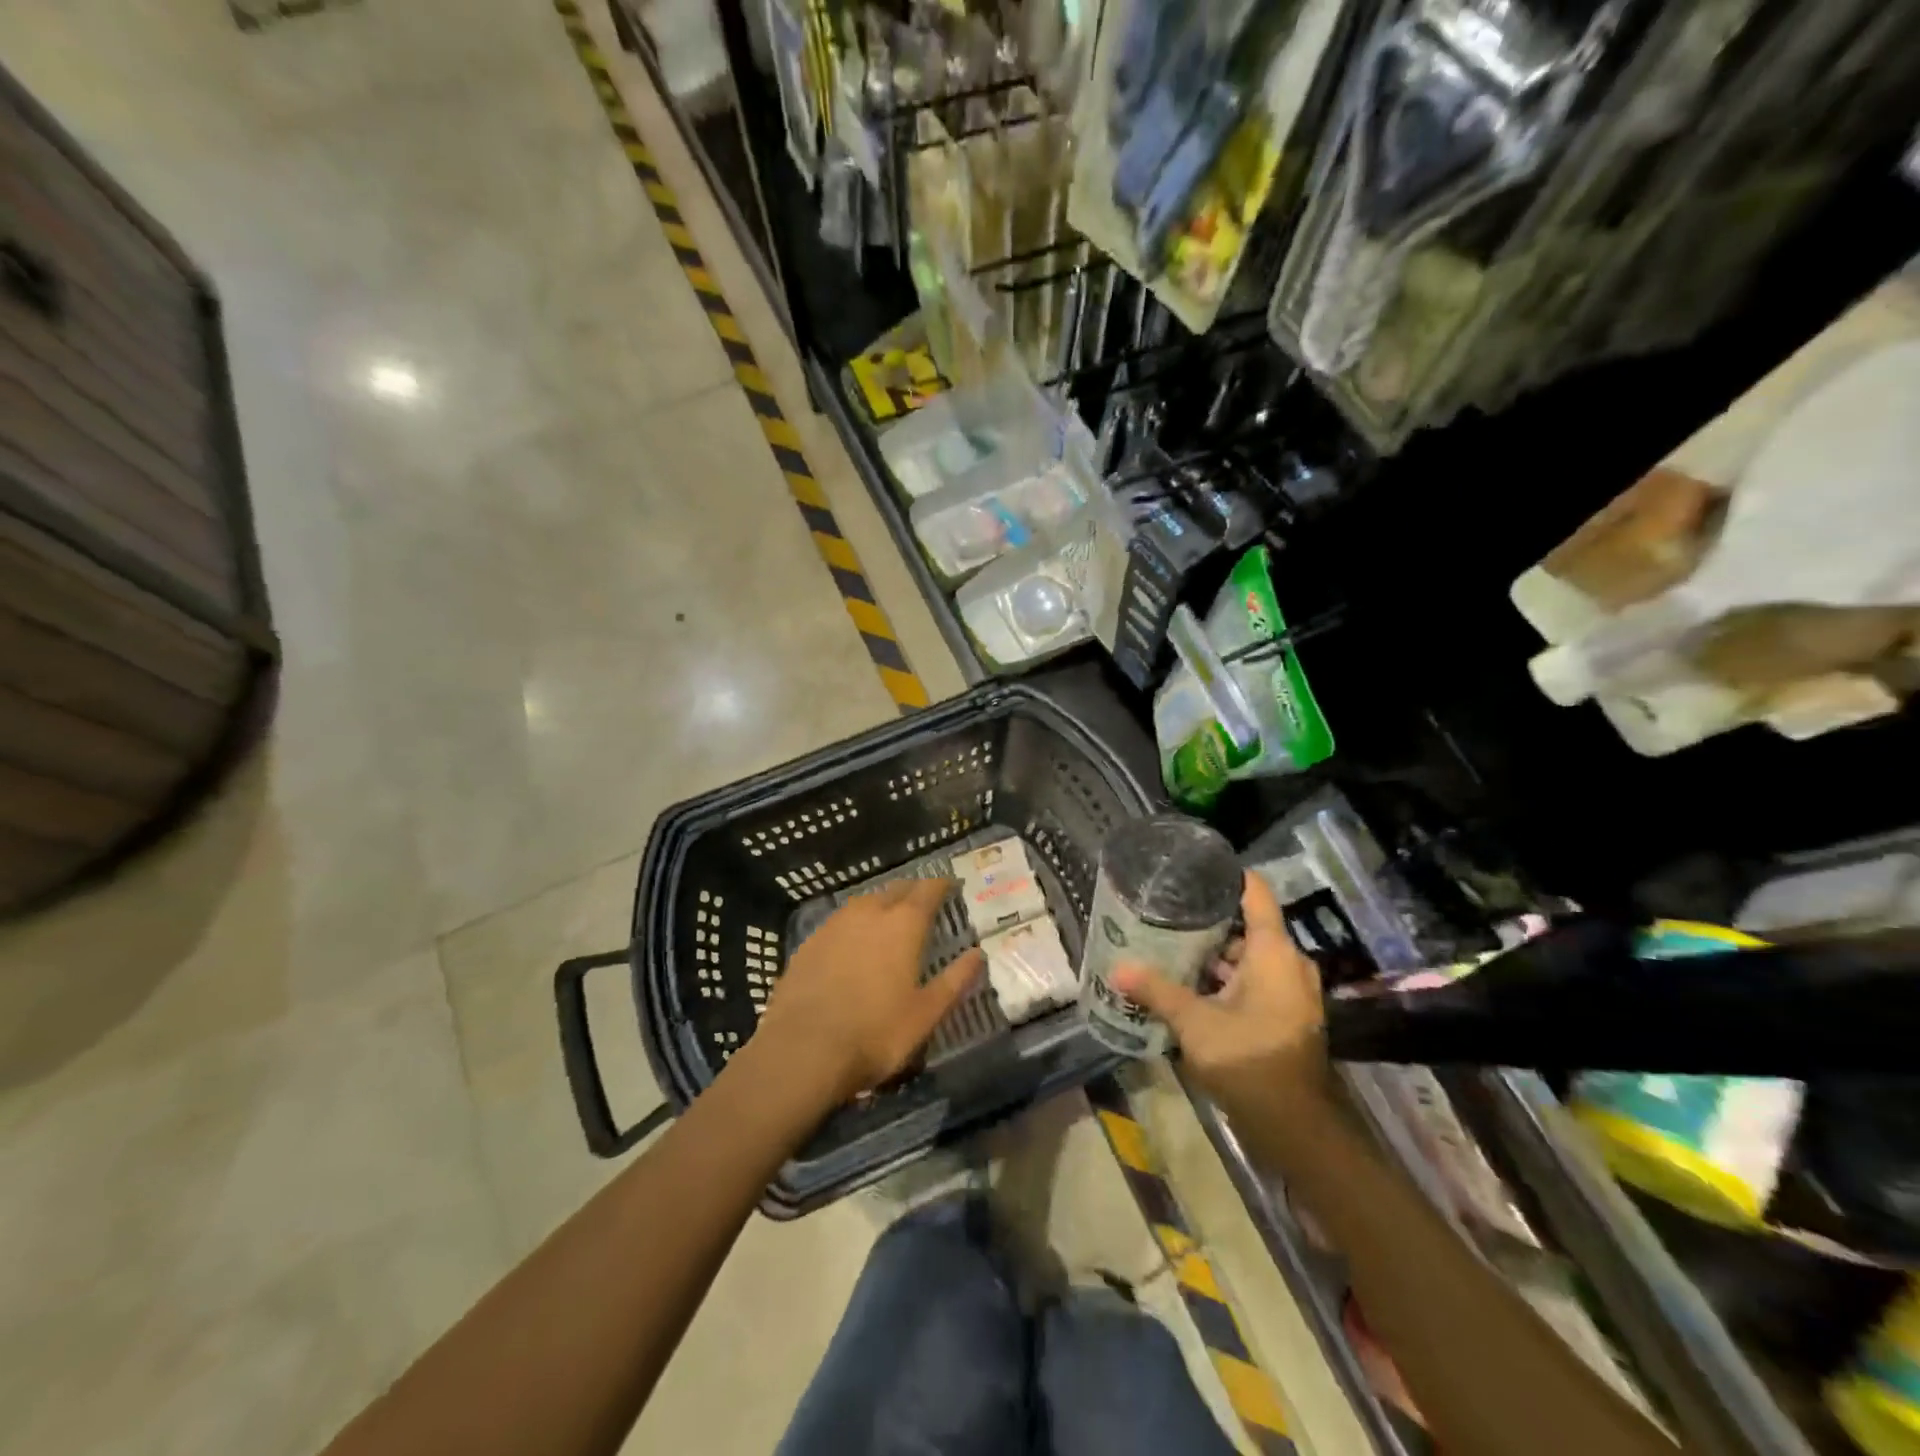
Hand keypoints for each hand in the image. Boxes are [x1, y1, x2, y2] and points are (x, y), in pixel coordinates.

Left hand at [755, 879, 982, 1105]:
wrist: (803, 1049)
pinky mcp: (809, 942)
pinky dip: (854, 923)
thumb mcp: (926, 1013)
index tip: (951, 886)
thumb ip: (955, 980)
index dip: (941, 885)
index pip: (928, 890)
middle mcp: (870, 913)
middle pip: (895, 889)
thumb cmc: (876, 1033)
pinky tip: (853, 940)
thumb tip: (978, 954)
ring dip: (881, 903)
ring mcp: (835, 924)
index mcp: (904, 924)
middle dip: (912, 891)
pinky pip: (840, 920)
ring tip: (889, 917)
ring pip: (864, 901)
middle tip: (923, 901)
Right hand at [1111, 871, 1327, 1117]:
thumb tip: (1118, 967)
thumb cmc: (1249, 1060)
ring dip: (1213, 956)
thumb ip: (1156, 991)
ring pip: (1247, 958)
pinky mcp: (1284, 1016)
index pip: (1255, 894)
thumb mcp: (1194, 1022)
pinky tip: (1188, 986)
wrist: (1296, 1126)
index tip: (1193, 868)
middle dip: (1206, 921)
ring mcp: (1289, 992)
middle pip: (1246, 927)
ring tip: (1168, 946)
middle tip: (1165, 913)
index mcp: (1273, 953)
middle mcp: (1287, 964)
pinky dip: (1225, 980)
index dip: (1228, 876)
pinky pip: (1253, 982)